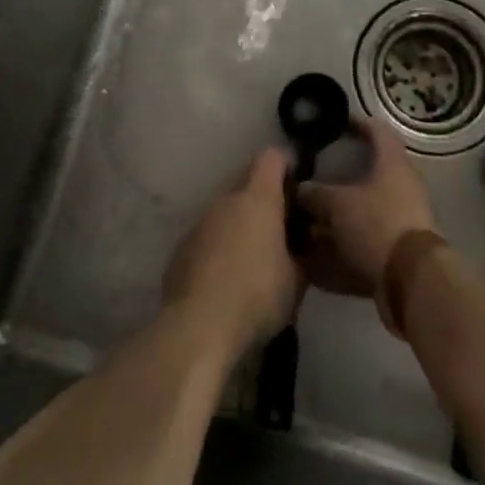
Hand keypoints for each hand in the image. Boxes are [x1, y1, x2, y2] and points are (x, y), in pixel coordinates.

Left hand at [164, 149, 302, 358]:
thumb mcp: (296, 281)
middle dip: (263, 196)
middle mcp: (226, 199)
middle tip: (280, 225)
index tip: (297, 184)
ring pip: (226, 209)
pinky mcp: (182, 246)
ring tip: (253, 254)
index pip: (272, 158)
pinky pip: (208, 234)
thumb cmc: (256, 296)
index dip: (286, 165)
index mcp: (257, 198)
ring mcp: (200, 221)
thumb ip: (302, 255)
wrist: (198, 326)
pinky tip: (226, 276)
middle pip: (246, 181)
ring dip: (240, 222)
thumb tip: (302, 246)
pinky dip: (219, 245)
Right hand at [301, 120, 441, 320]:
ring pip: (370, 208)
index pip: (378, 132)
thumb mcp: (338, 206)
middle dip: (344, 176)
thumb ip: (316, 195)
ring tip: (314, 218)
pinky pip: (371, 238)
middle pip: (373, 173)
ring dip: (344, 213)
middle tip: (318, 176)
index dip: (358, 124)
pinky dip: (349, 242)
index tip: (339, 123)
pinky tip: (324, 251)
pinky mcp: (403, 250)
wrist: (413, 282)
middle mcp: (404, 187)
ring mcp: (406, 219)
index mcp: (394, 165)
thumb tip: (300, 189)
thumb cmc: (377, 225)